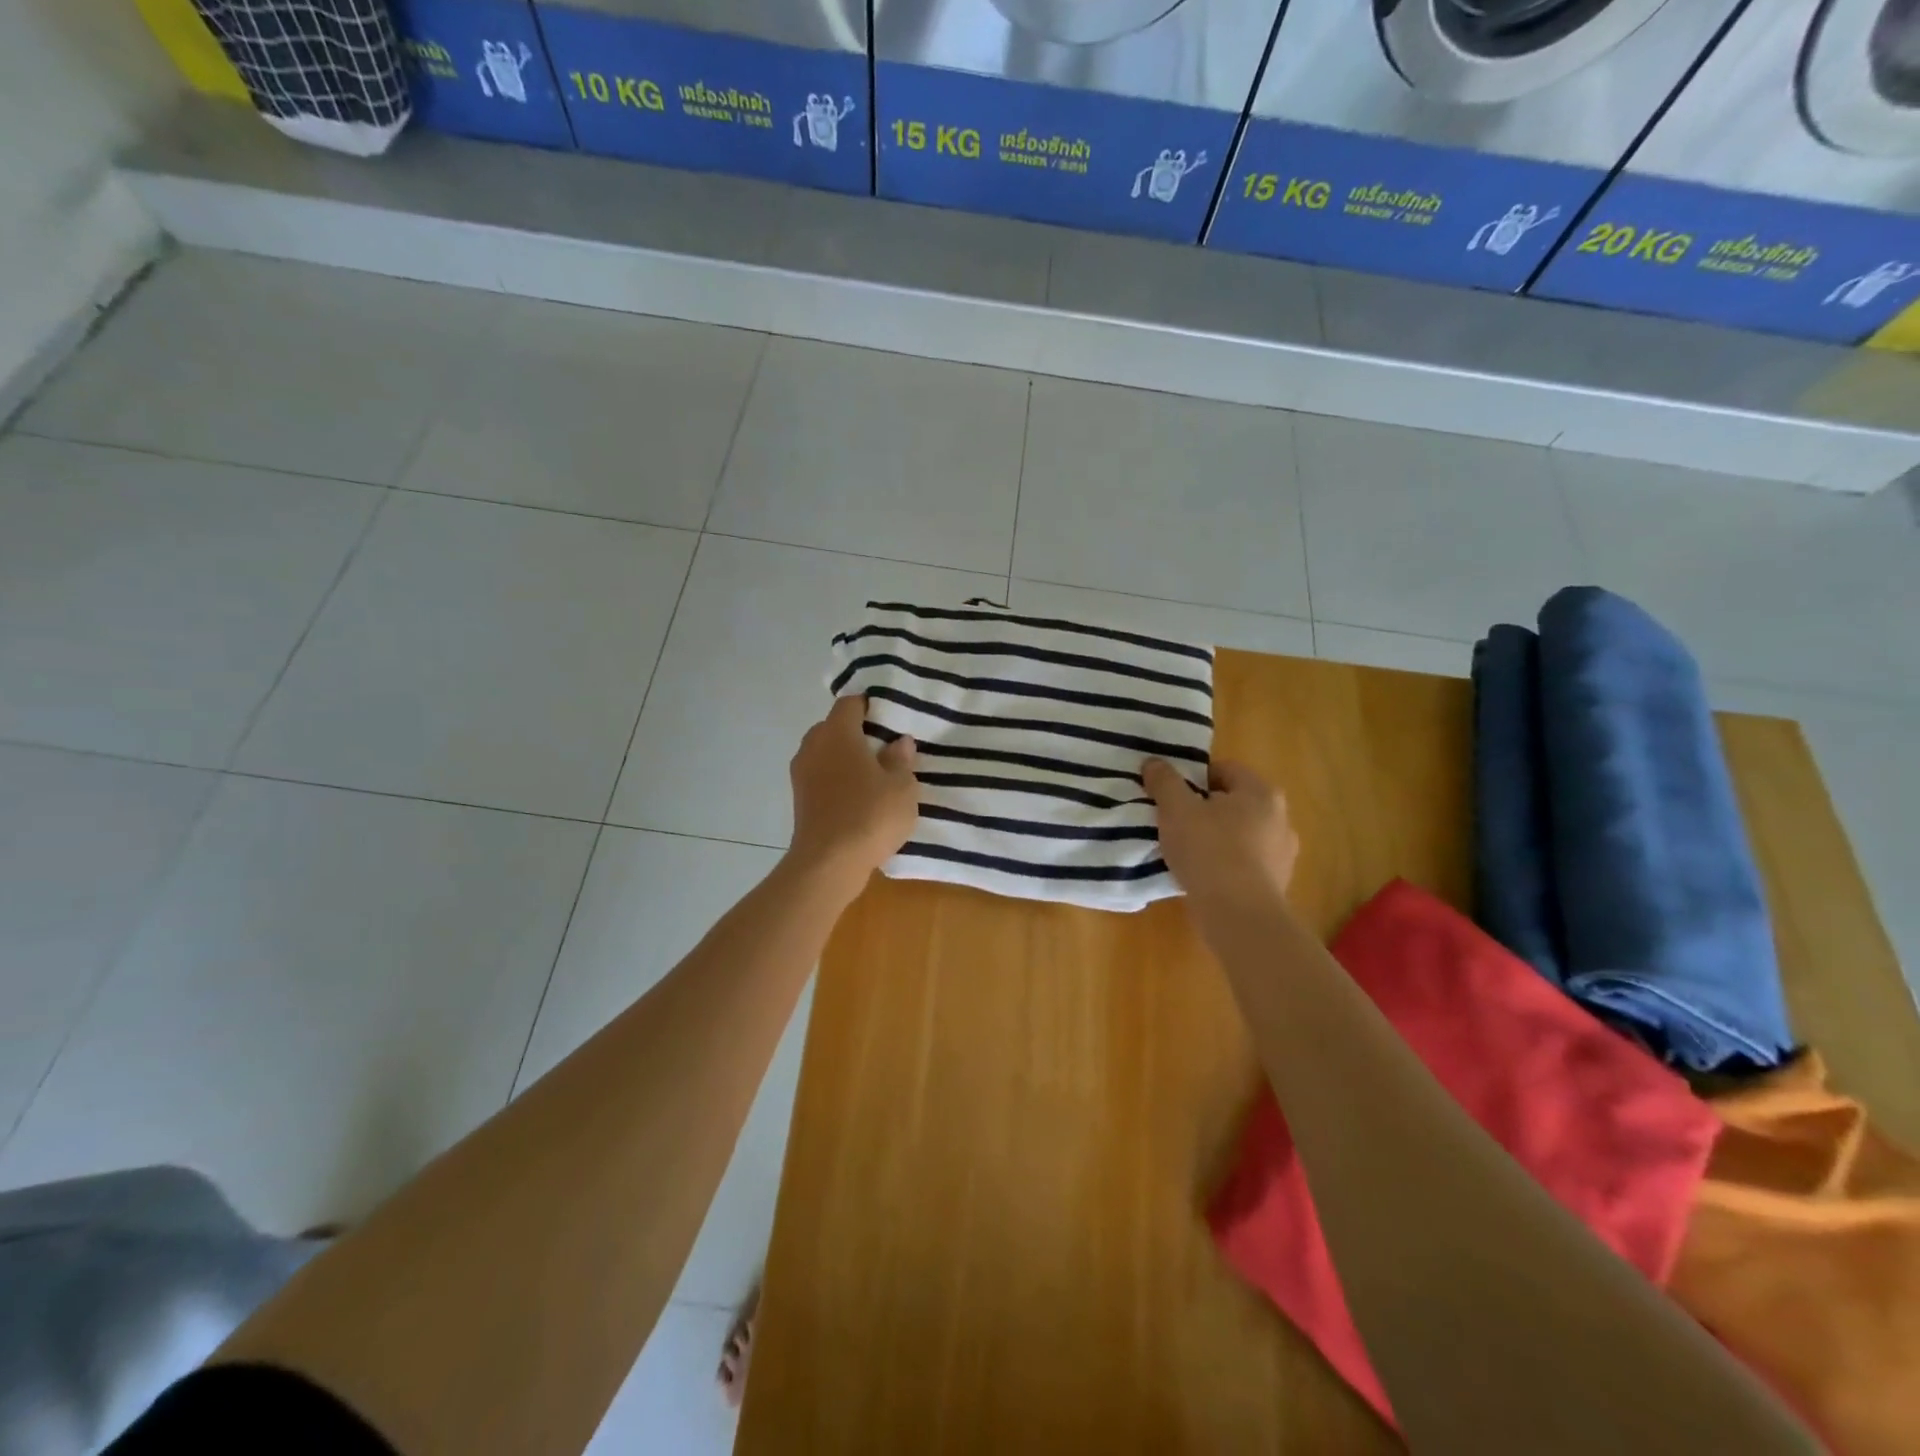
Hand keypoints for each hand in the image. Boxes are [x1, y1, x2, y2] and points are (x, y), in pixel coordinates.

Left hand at [787, 696, 918, 888]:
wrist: (828, 863)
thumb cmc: (869, 816)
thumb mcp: (901, 787)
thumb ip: (901, 760)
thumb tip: (898, 742)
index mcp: (837, 733)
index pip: (850, 703)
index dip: (871, 706)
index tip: (891, 718)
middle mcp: (813, 745)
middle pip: (835, 727)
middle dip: (858, 733)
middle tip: (886, 748)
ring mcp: (802, 773)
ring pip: (826, 753)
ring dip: (846, 759)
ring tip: (875, 775)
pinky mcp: (800, 799)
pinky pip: (821, 777)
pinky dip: (838, 780)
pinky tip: (859, 798)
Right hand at [1144, 759, 1297, 915]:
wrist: (1239, 916)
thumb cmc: (1209, 851)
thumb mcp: (1176, 810)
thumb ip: (1164, 782)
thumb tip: (1154, 762)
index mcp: (1261, 792)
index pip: (1223, 770)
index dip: (1192, 779)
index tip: (1171, 796)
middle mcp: (1280, 818)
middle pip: (1233, 803)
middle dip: (1204, 809)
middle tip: (1174, 823)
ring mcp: (1282, 853)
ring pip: (1239, 834)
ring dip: (1215, 838)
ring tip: (1186, 853)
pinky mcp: (1277, 884)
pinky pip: (1244, 863)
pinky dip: (1225, 865)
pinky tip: (1203, 877)